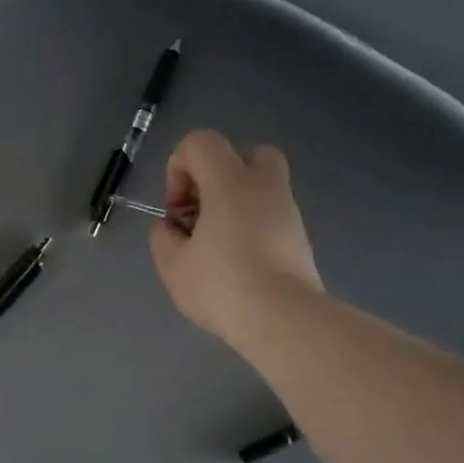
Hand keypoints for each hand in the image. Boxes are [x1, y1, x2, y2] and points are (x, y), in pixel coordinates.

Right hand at [149, 129, 322, 349]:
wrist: (283, 319)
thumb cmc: (222, 286)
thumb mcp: (172, 266)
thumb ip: (163, 238)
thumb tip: (171, 228)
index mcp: (230, 182)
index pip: (200, 143)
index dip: (178, 168)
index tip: (178, 211)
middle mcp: (264, 186)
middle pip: (245, 152)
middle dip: (217, 174)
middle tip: (203, 211)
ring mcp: (288, 210)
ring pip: (261, 185)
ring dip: (235, 202)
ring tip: (217, 243)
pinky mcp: (300, 237)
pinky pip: (271, 213)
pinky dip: (253, 224)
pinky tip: (239, 260)